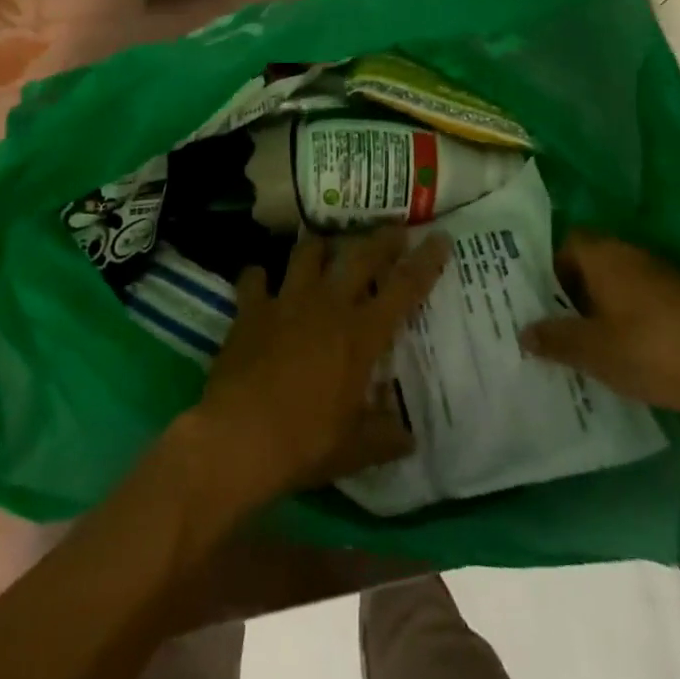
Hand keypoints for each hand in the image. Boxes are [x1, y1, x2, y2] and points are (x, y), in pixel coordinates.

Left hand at [187, 228, 450, 507]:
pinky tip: (259, 279)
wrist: (239, 438)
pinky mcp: (251, 309)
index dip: (425, 262)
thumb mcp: (355, 449)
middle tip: (394, 229)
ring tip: (324, 243)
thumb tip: (408, 436)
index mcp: (361, 334)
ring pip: (307, 253)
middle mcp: (328, 305)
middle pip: (360, 256)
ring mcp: (287, 301)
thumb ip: (384, 436)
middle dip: (381, 239)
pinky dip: (258, 277)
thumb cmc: (305, 443)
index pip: (404, 288)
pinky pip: (254, 278)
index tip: (440, 238)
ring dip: (318, 245)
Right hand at [520, 232, 679, 417]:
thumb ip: (555, 339)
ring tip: (594, 343)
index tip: (542, 304)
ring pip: (620, 281)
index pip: (565, 245)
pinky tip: (634, 350)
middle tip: (561, 326)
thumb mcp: (593, 351)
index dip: (550, 272)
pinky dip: (633, 316)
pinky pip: (645, 298)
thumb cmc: (651, 351)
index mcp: (603, 255)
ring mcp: (663, 272)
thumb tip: (524, 331)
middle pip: (592, 262)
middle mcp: (630, 252)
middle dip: (575, 292)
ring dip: (605, 305)